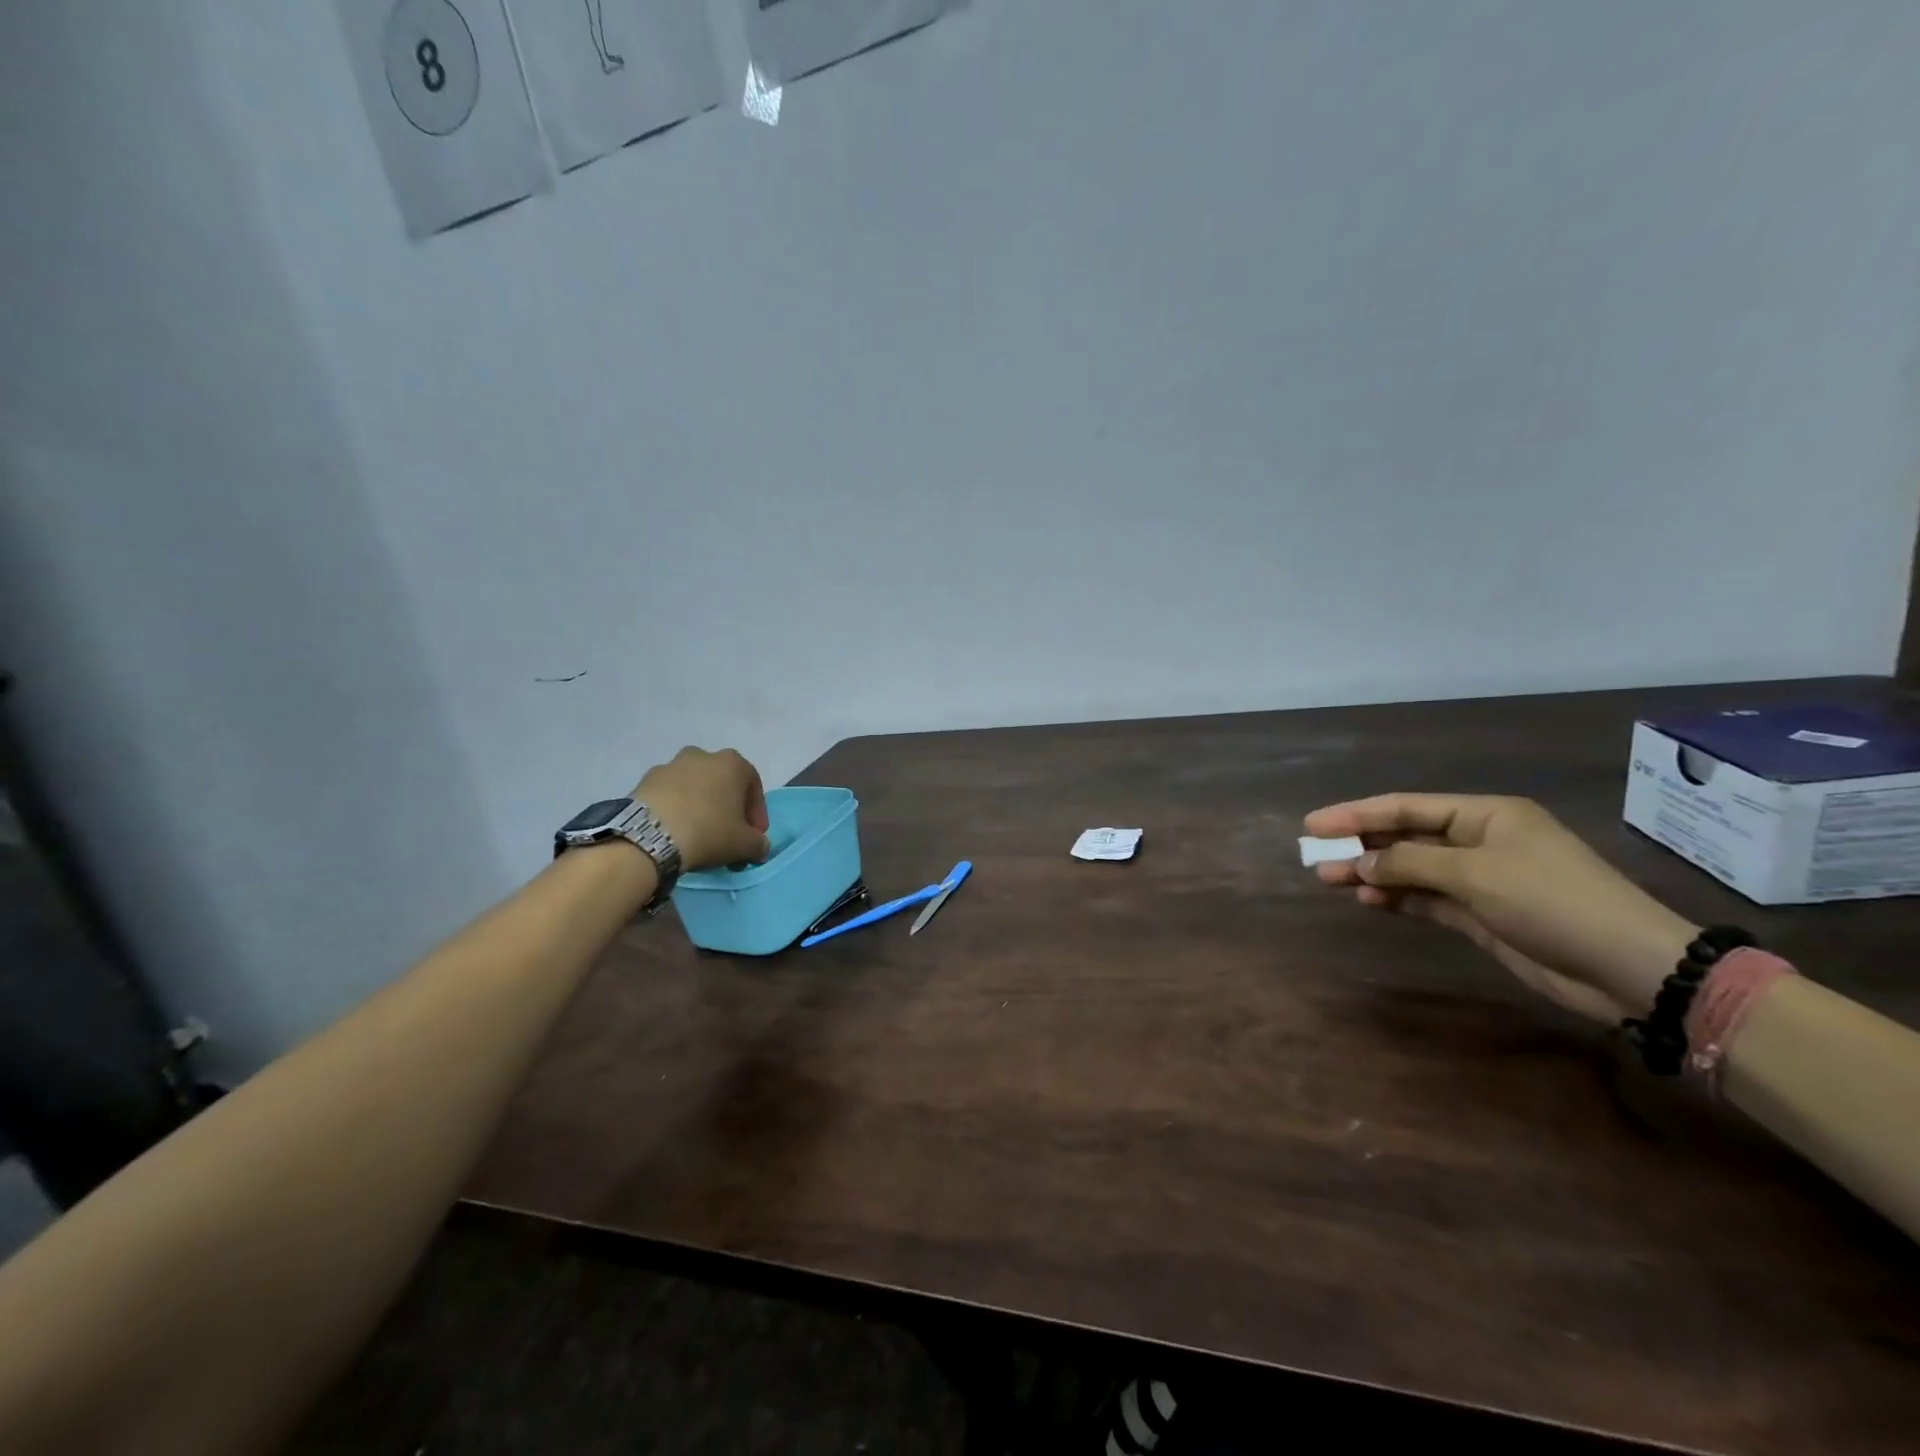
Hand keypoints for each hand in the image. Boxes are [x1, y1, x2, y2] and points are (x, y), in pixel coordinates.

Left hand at [633, 747, 770, 870]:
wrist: (649, 836)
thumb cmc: (708, 831)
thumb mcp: (745, 845)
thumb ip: (759, 844)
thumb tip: (759, 846)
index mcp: (732, 763)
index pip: (753, 787)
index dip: (757, 813)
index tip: (754, 836)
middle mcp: (703, 755)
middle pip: (722, 783)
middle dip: (727, 807)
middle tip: (727, 833)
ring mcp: (671, 765)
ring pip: (694, 787)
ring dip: (700, 806)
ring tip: (697, 833)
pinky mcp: (645, 780)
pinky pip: (669, 795)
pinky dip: (675, 809)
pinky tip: (674, 832)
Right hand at [1304, 793, 1696, 1022]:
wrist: (1627, 967)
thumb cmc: (1551, 901)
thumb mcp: (1476, 874)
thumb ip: (1410, 862)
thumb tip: (1361, 861)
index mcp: (1485, 815)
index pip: (1407, 806)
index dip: (1357, 813)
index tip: (1314, 824)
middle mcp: (1479, 841)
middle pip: (1406, 835)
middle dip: (1360, 844)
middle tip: (1315, 855)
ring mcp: (1480, 879)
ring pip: (1411, 868)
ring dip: (1372, 873)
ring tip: (1330, 879)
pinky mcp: (1481, 915)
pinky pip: (1426, 898)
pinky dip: (1396, 897)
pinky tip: (1366, 900)